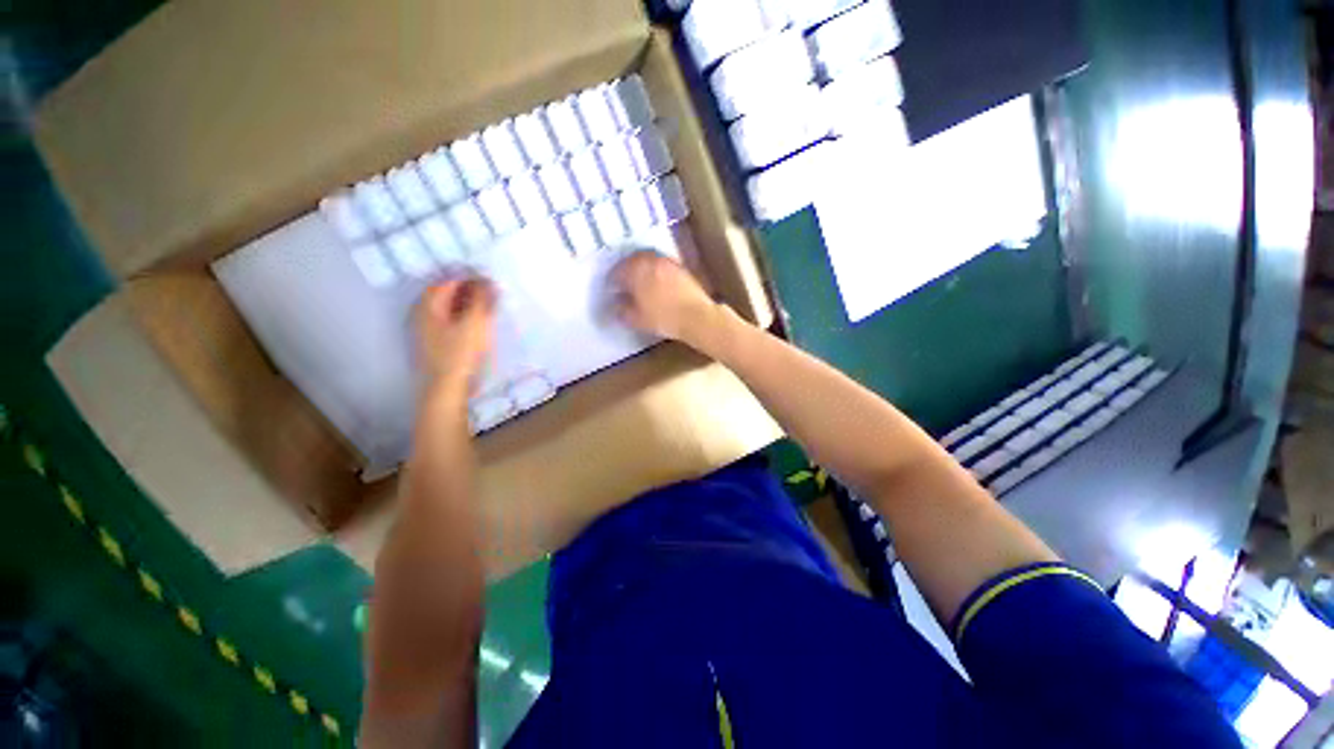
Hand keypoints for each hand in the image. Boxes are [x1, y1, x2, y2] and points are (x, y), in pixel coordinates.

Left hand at [417, 277, 496, 395]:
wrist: (446, 389)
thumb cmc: (460, 353)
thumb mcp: (475, 323)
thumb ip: (483, 300)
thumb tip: (490, 281)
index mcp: (428, 305)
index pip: (448, 281)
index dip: (469, 277)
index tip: (490, 279)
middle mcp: (422, 314)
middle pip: (445, 294)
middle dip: (468, 289)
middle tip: (490, 292)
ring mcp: (426, 330)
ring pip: (447, 309)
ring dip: (466, 303)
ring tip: (487, 306)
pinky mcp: (434, 344)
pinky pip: (449, 321)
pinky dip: (463, 317)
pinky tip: (476, 324)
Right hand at [612, 252, 719, 346]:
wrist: (697, 317)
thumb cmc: (663, 318)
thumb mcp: (636, 319)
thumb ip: (622, 310)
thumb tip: (616, 304)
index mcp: (636, 270)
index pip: (617, 271)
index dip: (612, 281)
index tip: (611, 291)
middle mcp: (650, 260)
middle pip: (632, 260)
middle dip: (625, 270)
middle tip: (623, 282)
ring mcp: (667, 262)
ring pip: (648, 260)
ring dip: (641, 268)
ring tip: (639, 282)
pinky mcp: (680, 267)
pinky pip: (661, 265)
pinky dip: (655, 271)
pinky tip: (657, 283)